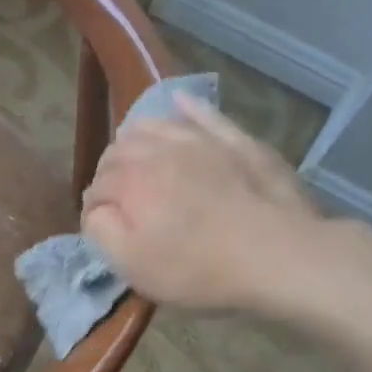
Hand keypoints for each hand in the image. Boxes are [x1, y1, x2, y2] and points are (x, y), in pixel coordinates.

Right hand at [82, 94, 329, 312]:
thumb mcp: (132, 265)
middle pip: (119, 150)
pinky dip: (187, 108)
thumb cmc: (197, 267)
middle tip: (118, 199)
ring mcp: (200, 140)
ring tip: (136, 156)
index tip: (102, 229)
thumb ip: (101, 231)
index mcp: (130, 181)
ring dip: (136, 139)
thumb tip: (95, 210)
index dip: (94, 208)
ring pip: (153, 125)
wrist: (276, 254)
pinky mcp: (236, 141)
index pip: (97, 186)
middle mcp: (158, 150)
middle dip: (110, 171)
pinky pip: (204, 114)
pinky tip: (180, 104)